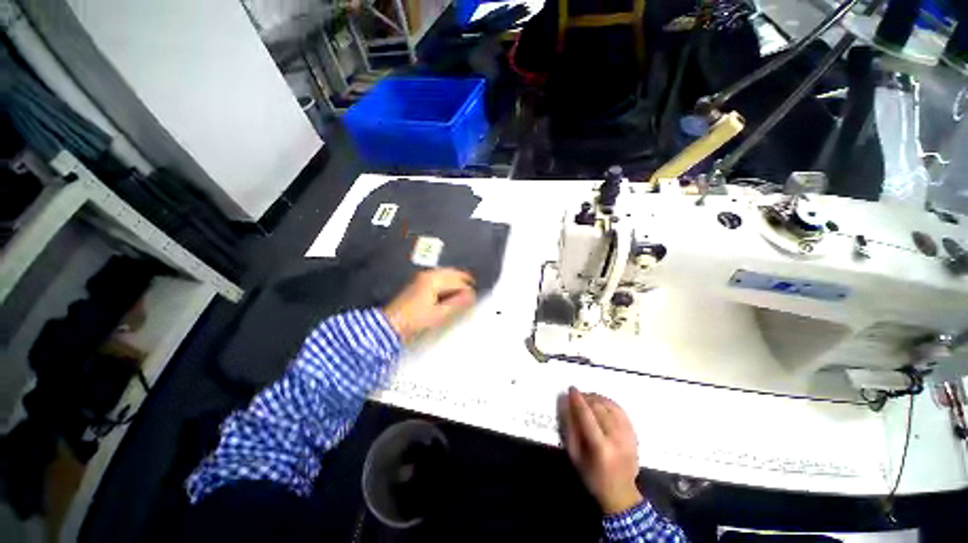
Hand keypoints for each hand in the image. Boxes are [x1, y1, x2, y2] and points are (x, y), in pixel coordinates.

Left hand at [383, 268, 475, 342]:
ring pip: (446, 275)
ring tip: (462, 294)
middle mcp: (429, 274)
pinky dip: (447, 284)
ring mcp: (422, 277)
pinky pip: (439, 278)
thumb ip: (457, 303)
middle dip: (464, 282)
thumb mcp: (440, 313)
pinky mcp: (419, 283)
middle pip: (453, 273)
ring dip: (456, 282)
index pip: (459, 280)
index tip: (474, 299)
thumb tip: (472, 295)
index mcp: (435, 279)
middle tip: (472, 294)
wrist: (391, 324)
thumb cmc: (416, 319)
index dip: (468, 290)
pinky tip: (449, 294)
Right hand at [559, 387, 641, 513]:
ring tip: (588, 397)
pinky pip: (621, 411)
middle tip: (577, 394)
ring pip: (611, 407)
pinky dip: (609, 402)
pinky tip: (601, 402)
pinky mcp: (634, 434)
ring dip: (597, 398)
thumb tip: (565, 405)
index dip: (578, 400)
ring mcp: (628, 436)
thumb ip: (569, 430)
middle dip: (587, 397)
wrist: (621, 494)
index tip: (571, 389)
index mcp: (600, 447)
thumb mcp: (575, 457)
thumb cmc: (593, 477)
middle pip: (600, 408)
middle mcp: (616, 439)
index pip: (587, 416)